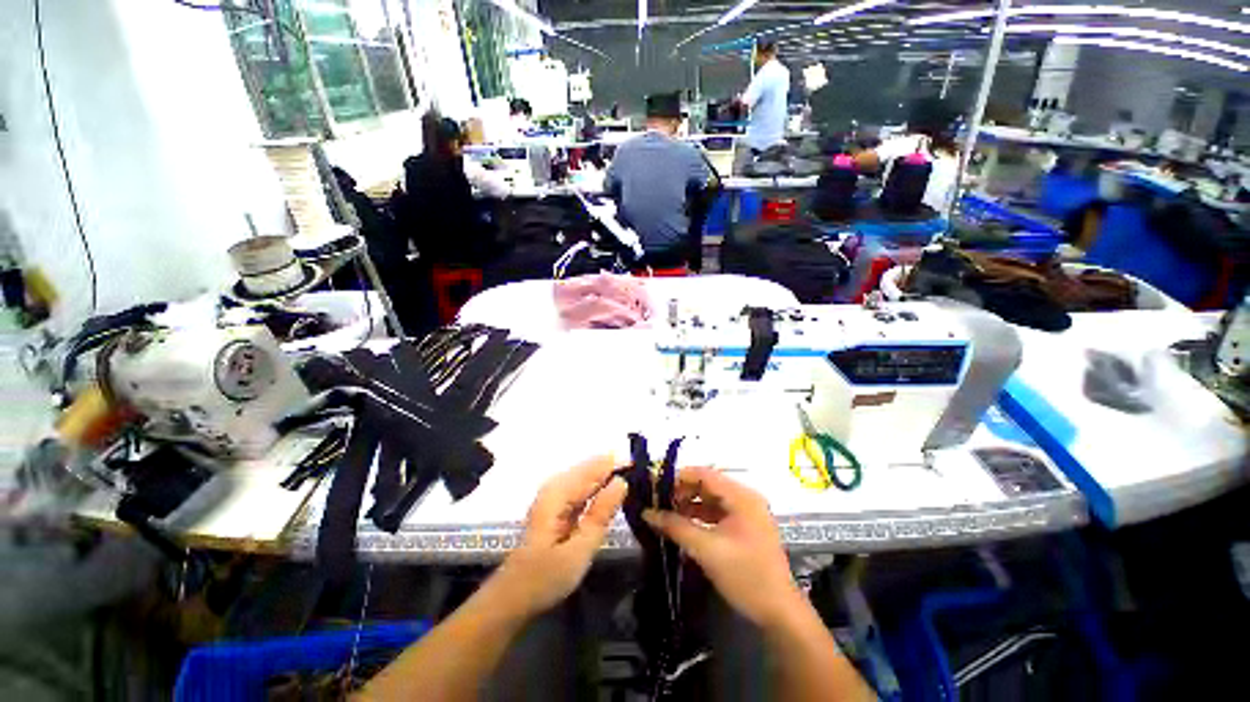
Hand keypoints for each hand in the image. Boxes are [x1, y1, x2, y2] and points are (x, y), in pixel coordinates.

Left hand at [494, 457, 627, 617]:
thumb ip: (601, 514)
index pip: (593, 468)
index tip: (640, 463)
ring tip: (633, 477)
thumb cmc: (545, 577)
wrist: (514, 598)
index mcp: (558, 492)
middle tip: (640, 471)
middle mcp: (555, 487)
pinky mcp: (558, 508)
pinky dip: (598, 490)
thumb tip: (622, 482)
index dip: (616, 462)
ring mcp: (555, 497)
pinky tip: (612, 493)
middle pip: (589, 469)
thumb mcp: (579, 550)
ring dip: (607, 477)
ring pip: (586, 479)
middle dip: (613, 467)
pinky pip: (582, 491)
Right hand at [643, 466, 800, 628]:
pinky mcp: (744, 527)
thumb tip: (647, 513)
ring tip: (664, 513)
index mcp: (741, 496)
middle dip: (682, 492)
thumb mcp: (707, 550)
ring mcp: (746, 512)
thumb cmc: (745, 576)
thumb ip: (676, 527)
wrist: (780, 614)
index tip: (655, 486)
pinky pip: (716, 513)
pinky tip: (682, 525)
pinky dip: (699, 517)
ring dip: (688, 505)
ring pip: (710, 499)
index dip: (678, 477)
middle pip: (707, 485)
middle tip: (657, 502)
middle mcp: (744, 498)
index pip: (704, 474)